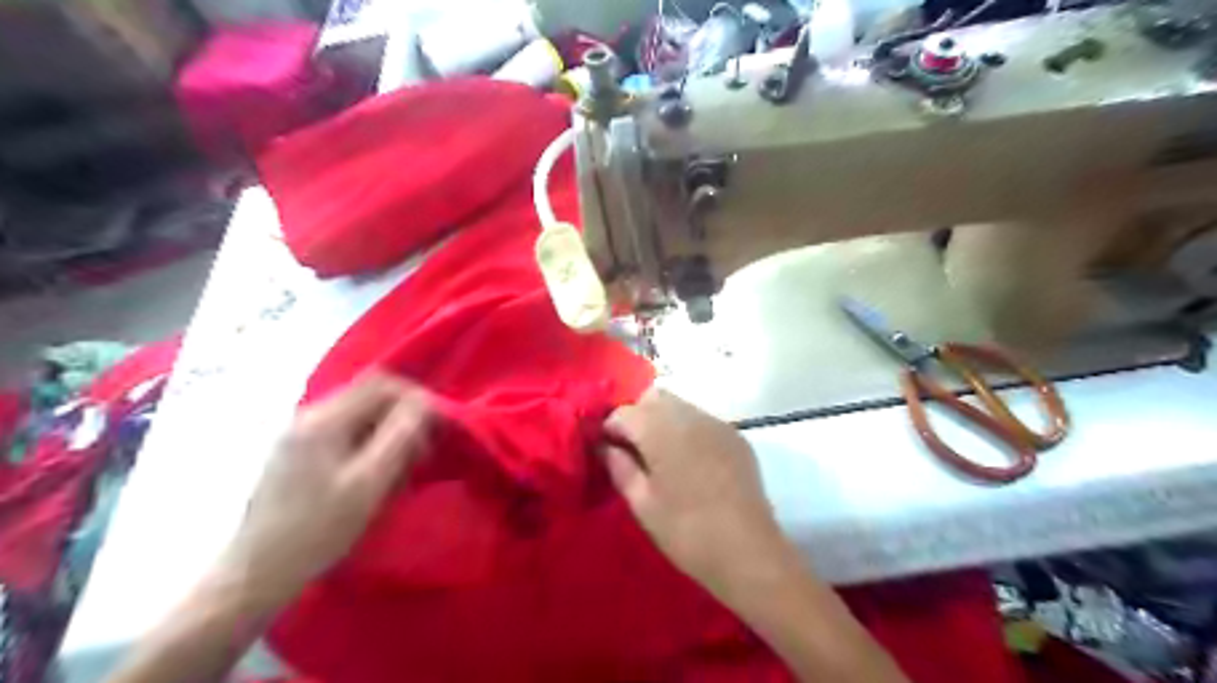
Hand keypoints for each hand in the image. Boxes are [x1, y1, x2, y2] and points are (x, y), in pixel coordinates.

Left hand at [219, 371, 433, 609]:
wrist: (254, 575)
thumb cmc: (317, 531)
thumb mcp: (369, 484)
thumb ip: (400, 437)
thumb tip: (426, 404)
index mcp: (324, 420)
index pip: (382, 383)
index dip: (415, 399)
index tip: (436, 428)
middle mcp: (309, 416)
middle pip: (370, 395)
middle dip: (403, 417)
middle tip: (421, 454)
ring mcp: (299, 433)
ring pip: (359, 414)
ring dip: (387, 432)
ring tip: (400, 469)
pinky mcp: (296, 452)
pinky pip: (344, 431)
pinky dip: (368, 444)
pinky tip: (374, 475)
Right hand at [604, 388, 795, 604]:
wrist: (748, 551)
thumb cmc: (686, 531)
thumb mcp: (642, 503)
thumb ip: (619, 467)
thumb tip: (604, 447)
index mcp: (660, 430)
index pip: (623, 412)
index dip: (609, 429)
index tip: (606, 451)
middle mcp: (689, 416)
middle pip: (653, 398)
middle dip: (637, 416)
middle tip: (632, 450)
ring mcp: (717, 423)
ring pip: (679, 406)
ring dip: (663, 421)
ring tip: (661, 457)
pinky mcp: (736, 436)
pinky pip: (702, 421)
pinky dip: (688, 431)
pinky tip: (690, 462)